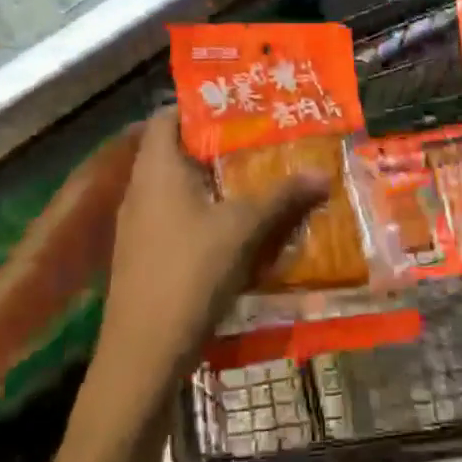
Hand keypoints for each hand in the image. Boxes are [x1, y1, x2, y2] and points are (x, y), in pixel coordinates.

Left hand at [89, 110, 327, 416]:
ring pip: (180, 188)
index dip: (200, 106)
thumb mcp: (243, 229)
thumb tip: (322, 173)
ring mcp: (139, 225)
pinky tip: (238, 227)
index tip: (240, 106)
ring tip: (257, 179)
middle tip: (261, 141)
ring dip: (215, 183)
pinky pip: (177, 217)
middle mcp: (141, 189)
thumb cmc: (189, 273)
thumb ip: (282, 197)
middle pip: (177, 151)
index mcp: (156, 168)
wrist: (142, 356)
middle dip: (219, 146)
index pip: (167, 116)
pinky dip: (206, 213)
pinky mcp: (145, 256)